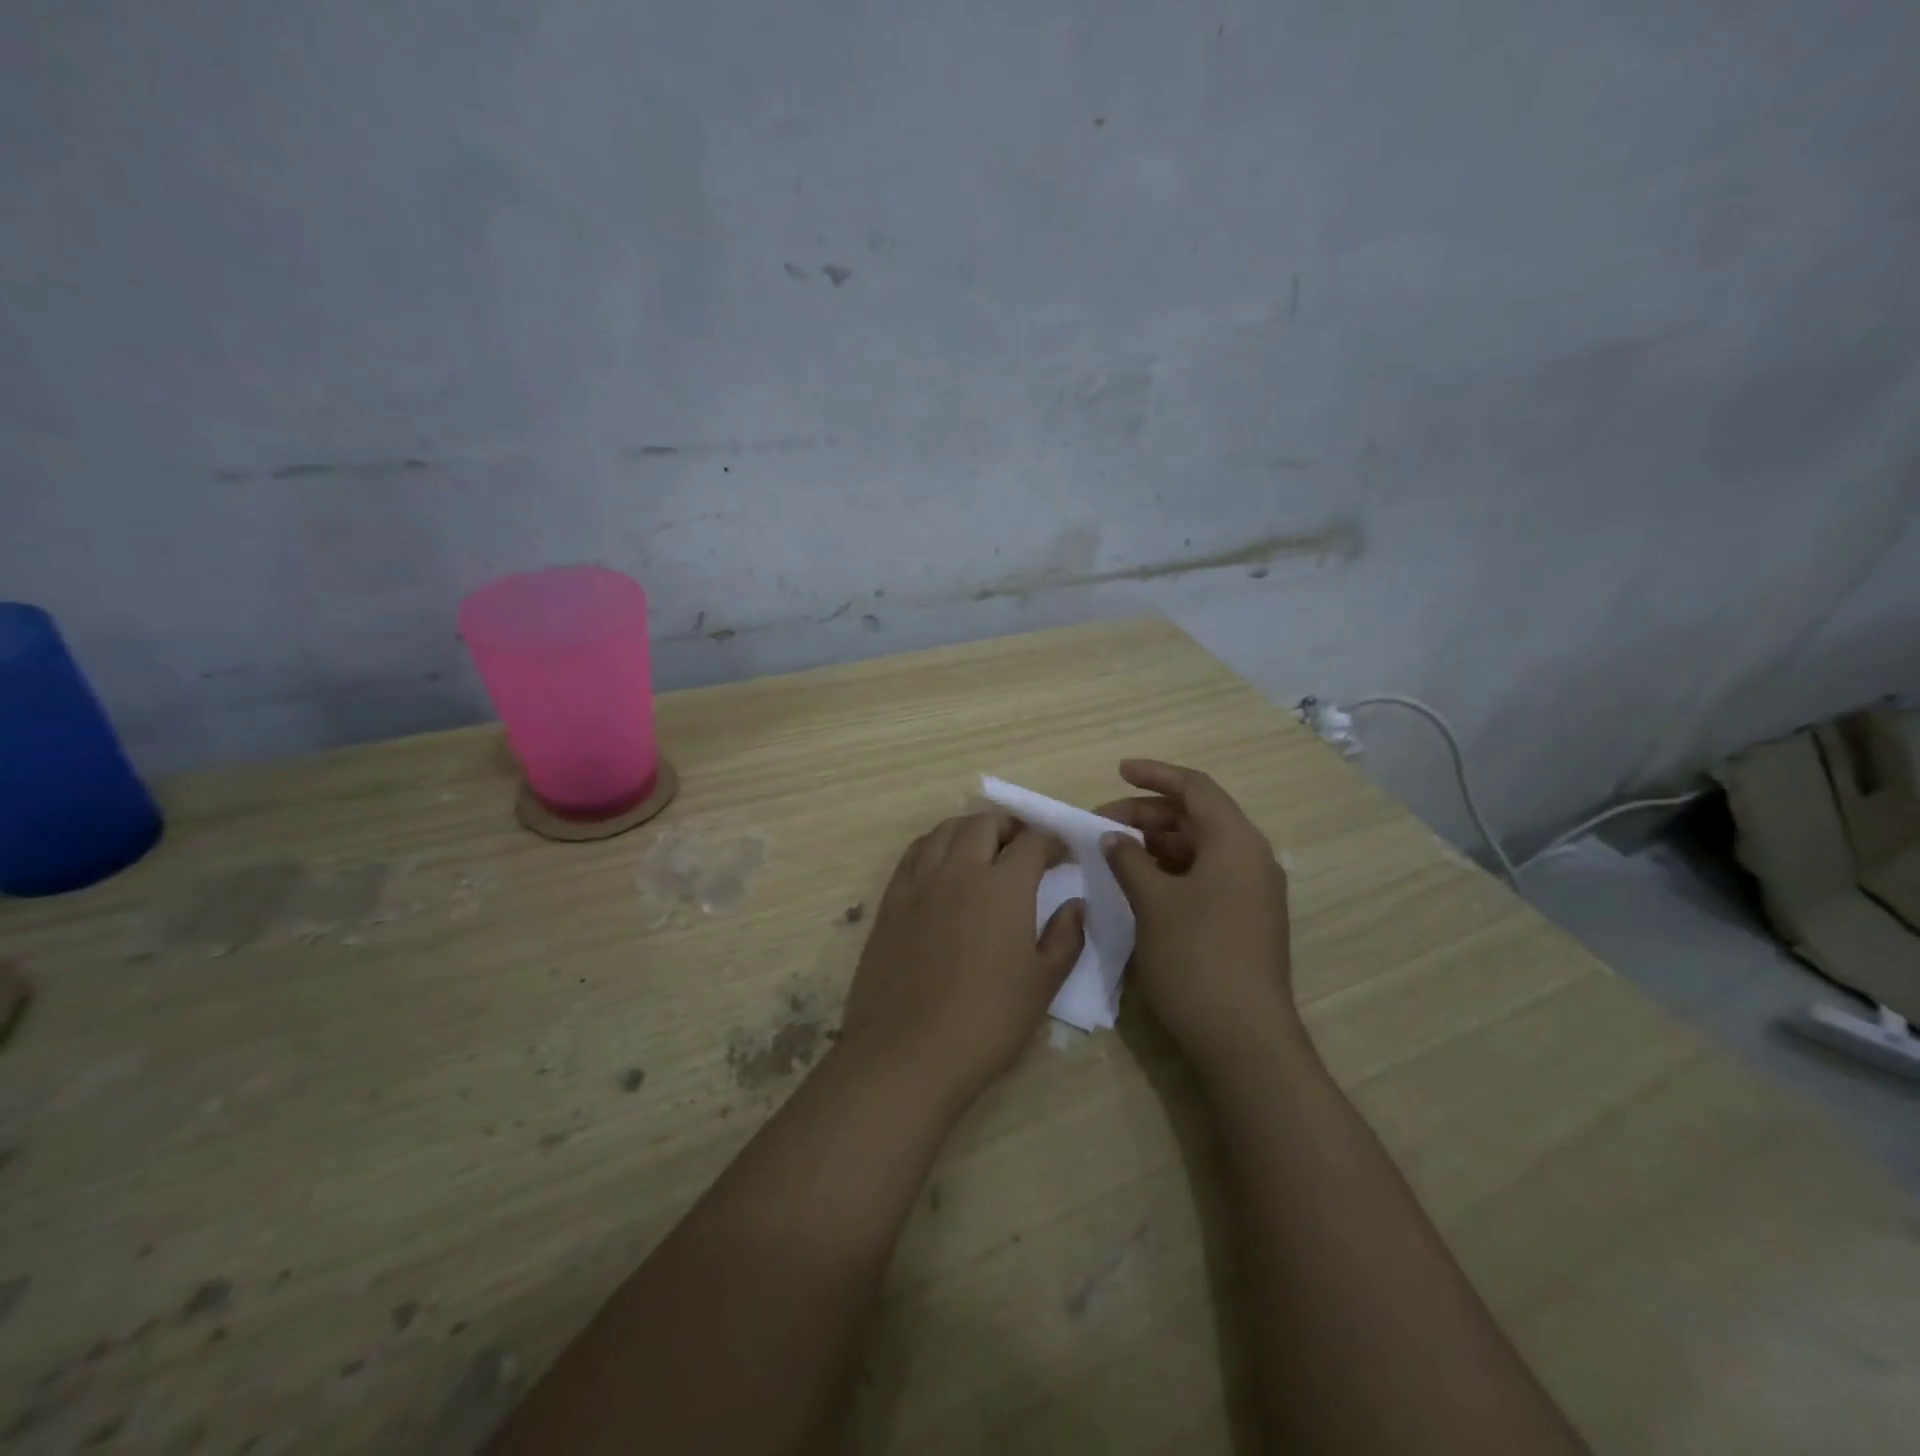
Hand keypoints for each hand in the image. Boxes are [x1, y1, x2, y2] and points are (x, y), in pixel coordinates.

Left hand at [839, 812, 1084, 1113]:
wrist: (907, 1052)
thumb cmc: (986, 1022)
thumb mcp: (1043, 984)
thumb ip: (1066, 937)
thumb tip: (1075, 905)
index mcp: (1004, 886)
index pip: (1033, 841)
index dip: (1053, 842)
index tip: (1062, 857)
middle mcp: (960, 869)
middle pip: (986, 823)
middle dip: (1011, 827)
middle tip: (1024, 849)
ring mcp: (920, 881)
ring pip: (946, 829)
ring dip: (971, 830)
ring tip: (983, 851)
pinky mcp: (891, 899)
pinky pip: (915, 853)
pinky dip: (935, 846)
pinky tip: (942, 866)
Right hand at [1097, 760, 1298, 1066]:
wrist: (1244, 1038)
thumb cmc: (1196, 957)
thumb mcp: (1153, 902)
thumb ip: (1129, 860)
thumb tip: (1114, 838)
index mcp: (1236, 842)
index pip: (1195, 788)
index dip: (1155, 775)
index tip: (1118, 771)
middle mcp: (1250, 858)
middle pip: (1196, 817)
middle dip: (1147, 814)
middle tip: (1101, 824)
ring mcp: (1251, 891)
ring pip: (1199, 847)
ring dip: (1156, 843)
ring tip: (1115, 853)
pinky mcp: (1245, 918)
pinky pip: (1205, 875)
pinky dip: (1171, 869)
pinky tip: (1140, 882)